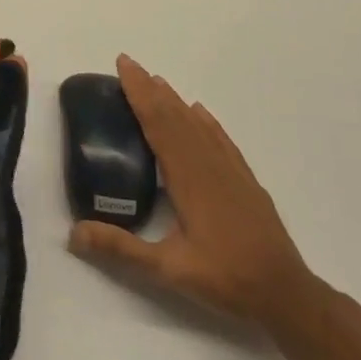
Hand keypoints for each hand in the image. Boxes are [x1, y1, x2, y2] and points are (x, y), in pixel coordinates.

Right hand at [69, 54, 312, 326]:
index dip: (139, 93)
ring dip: (175, 100)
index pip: (158, 123)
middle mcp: (208, 164)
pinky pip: (221, 140)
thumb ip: (120, 249)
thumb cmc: (227, 278)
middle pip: (175, 116)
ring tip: (157, 81)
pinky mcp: (245, 182)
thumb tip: (73, 233)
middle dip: (150, 88)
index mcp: (187, 177)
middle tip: (130, 64)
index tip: (123, 65)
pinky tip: (200, 113)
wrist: (287, 295)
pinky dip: (207, 121)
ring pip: (198, 124)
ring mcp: (231, 171)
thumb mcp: (168, 270)